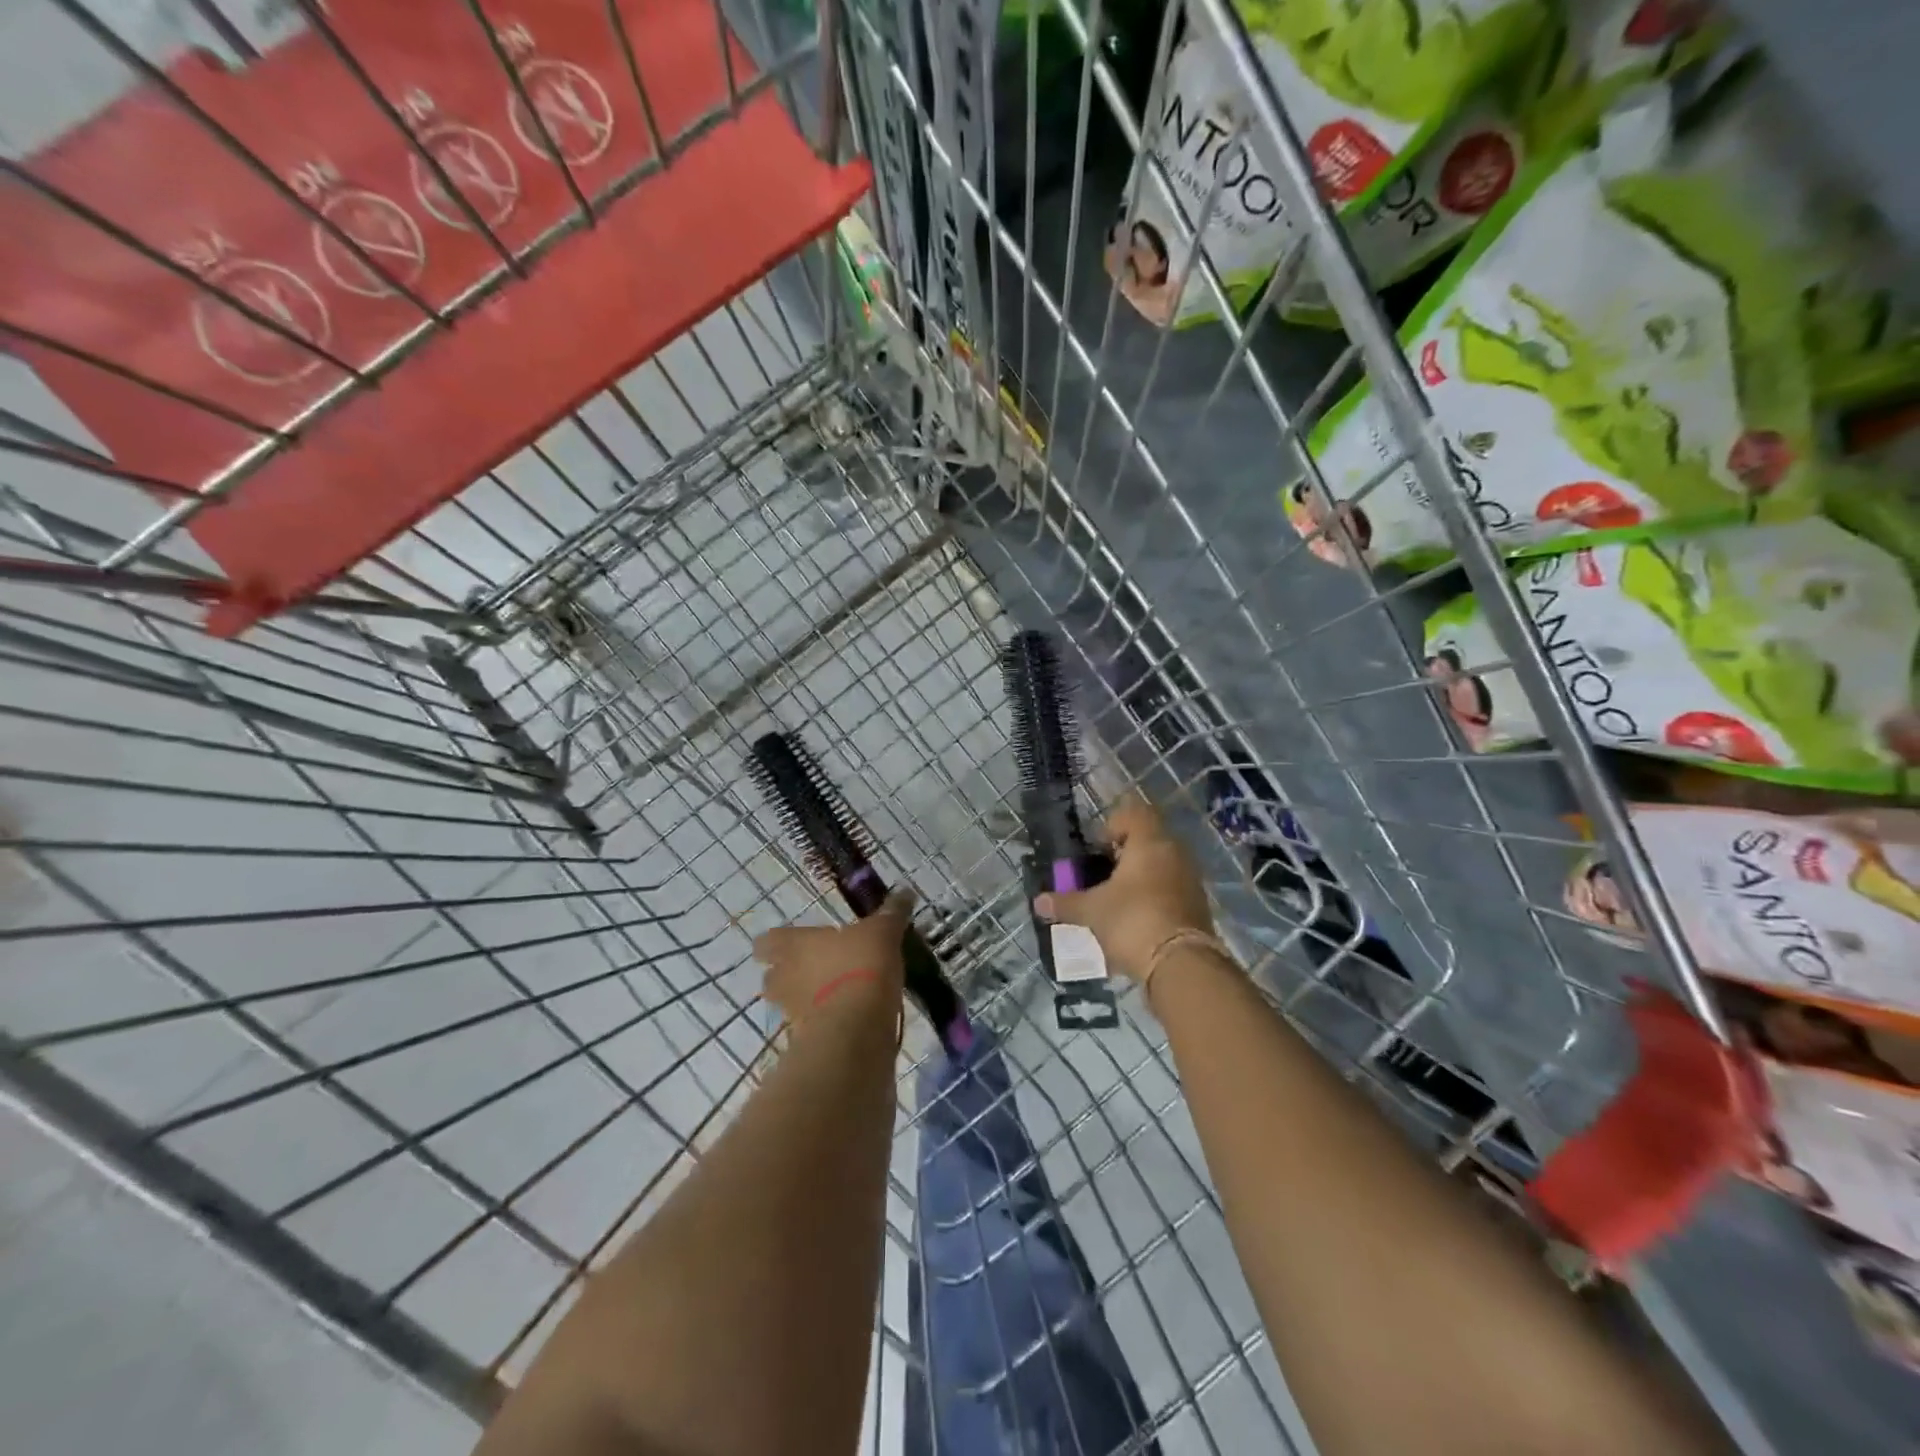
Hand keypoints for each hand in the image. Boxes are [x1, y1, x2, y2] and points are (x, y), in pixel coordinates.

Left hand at [753, 889, 913, 1027]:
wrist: (857, 1028)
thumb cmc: (861, 966)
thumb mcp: (883, 932)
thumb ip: (891, 913)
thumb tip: (905, 892)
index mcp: (794, 945)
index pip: (766, 941)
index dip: (777, 942)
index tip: (795, 942)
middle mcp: (784, 977)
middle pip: (772, 975)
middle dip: (790, 973)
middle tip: (817, 968)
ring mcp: (791, 1012)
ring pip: (789, 1002)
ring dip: (806, 999)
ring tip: (835, 994)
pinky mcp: (807, 1040)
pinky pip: (810, 1026)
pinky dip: (824, 1022)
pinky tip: (848, 1017)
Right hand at [1033, 795, 1212, 982]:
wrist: (1181, 965)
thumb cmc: (1132, 921)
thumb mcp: (1092, 911)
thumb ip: (1066, 903)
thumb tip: (1038, 901)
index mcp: (1150, 842)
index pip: (1135, 813)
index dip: (1112, 825)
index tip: (1096, 849)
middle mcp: (1175, 854)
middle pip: (1148, 840)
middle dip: (1123, 856)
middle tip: (1101, 876)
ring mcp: (1190, 880)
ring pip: (1160, 867)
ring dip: (1138, 879)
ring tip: (1115, 902)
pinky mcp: (1198, 907)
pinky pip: (1171, 891)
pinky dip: (1152, 899)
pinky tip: (1134, 923)